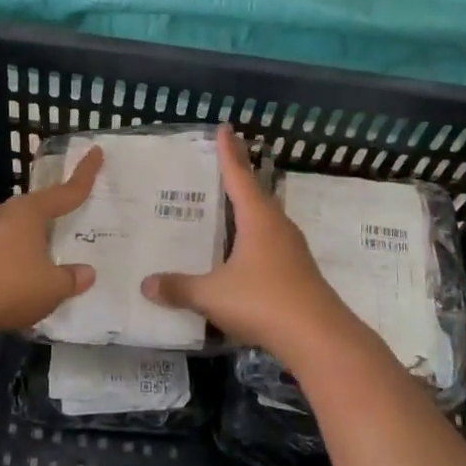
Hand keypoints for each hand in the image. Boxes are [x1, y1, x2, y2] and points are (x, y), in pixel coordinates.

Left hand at [0, 146, 102, 336]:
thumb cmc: (10, 285)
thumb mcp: (52, 286)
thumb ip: (71, 278)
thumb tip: (87, 273)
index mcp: (31, 212)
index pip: (67, 191)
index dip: (85, 174)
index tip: (96, 151)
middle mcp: (10, 216)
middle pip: (41, 207)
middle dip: (58, 208)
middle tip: (78, 207)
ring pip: (24, 230)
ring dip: (40, 238)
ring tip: (58, 248)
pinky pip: (11, 251)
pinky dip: (24, 258)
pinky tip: (31, 275)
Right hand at [141, 125, 357, 357]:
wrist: (318, 337)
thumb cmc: (264, 302)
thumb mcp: (212, 295)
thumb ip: (179, 288)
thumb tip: (146, 284)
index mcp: (258, 219)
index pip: (239, 176)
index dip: (229, 153)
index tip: (225, 128)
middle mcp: (278, 226)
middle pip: (255, 193)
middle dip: (238, 177)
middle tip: (220, 164)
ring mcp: (292, 250)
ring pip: (266, 220)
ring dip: (248, 209)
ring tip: (228, 206)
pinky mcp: (298, 272)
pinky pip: (270, 243)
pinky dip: (253, 237)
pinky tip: (243, 252)